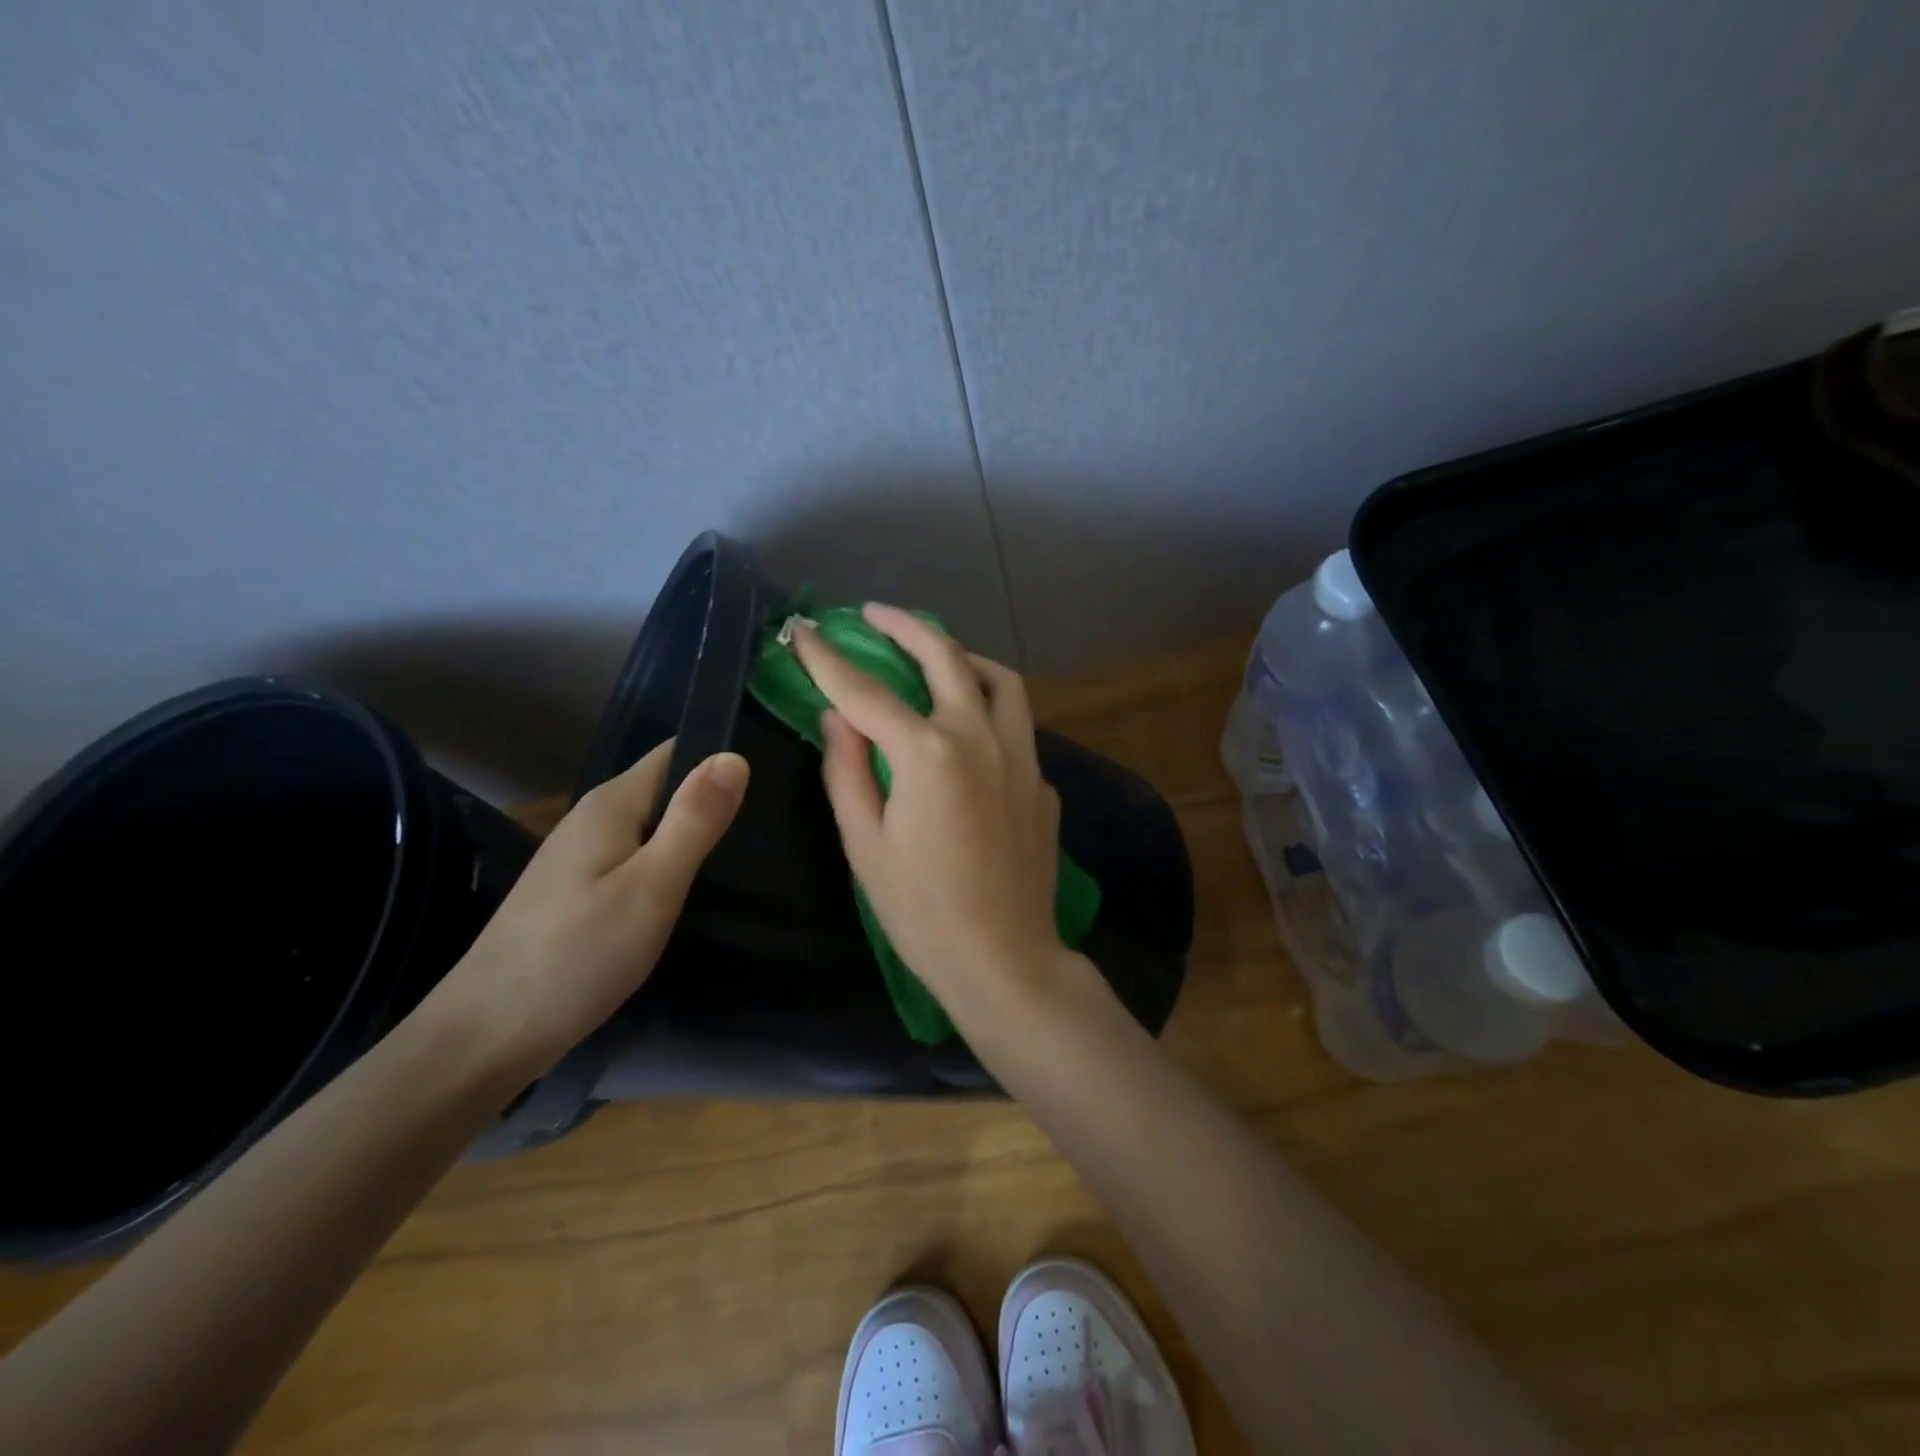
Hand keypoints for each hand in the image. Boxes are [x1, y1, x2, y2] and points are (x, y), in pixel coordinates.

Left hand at [418, 740, 747, 1077]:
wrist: (486, 1038)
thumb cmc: (578, 956)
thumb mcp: (652, 886)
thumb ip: (694, 821)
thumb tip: (735, 756)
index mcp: (610, 804)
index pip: (676, 754)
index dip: (721, 761)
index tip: (770, 785)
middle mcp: (591, 819)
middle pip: (664, 790)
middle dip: (711, 804)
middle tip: (767, 834)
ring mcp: (578, 858)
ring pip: (650, 829)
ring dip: (690, 840)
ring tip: (741, 864)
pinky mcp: (575, 893)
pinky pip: (634, 861)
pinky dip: (665, 870)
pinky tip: (686, 899)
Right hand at [792, 604, 1066, 1027]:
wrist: (1005, 959)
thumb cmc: (921, 911)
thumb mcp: (865, 844)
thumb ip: (847, 771)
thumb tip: (837, 717)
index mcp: (928, 753)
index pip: (866, 691)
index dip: (828, 659)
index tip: (804, 631)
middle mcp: (981, 738)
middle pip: (945, 657)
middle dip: (905, 626)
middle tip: (874, 614)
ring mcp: (1023, 756)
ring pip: (1000, 680)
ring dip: (963, 657)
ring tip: (935, 657)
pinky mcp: (1042, 781)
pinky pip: (1016, 726)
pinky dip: (988, 709)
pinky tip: (969, 731)